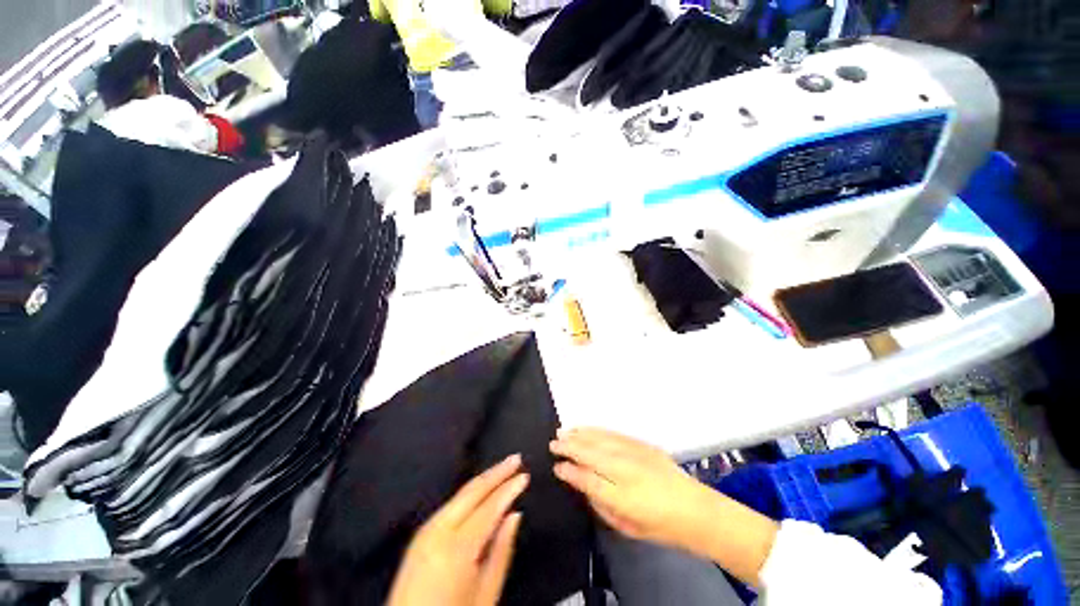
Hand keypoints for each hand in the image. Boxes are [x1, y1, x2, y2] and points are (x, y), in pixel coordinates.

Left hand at [388, 455, 528, 605]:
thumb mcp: (485, 596)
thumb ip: (501, 551)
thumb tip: (514, 514)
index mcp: (456, 548)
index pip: (489, 507)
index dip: (509, 489)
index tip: (526, 475)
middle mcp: (438, 529)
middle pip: (472, 491)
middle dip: (496, 472)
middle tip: (516, 458)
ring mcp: (426, 529)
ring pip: (460, 494)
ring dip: (484, 479)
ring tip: (504, 468)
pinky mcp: (420, 534)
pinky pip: (451, 504)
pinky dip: (471, 493)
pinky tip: (483, 489)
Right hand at [549, 428, 712, 550]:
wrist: (694, 509)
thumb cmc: (658, 525)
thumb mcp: (624, 525)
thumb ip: (599, 502)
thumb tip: (580, 483)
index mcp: (620, 495)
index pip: (586, 477)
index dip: (568, 470)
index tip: (556, 465)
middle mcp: (625, 469)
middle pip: (589, 453)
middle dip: (569, 446)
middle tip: (553, 443)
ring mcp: (634, 452)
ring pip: (599, 439)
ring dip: (580, 434)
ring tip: (564, 431)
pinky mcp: (641, 444)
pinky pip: (613, 433)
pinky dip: (597, 430)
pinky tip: (587, 429)